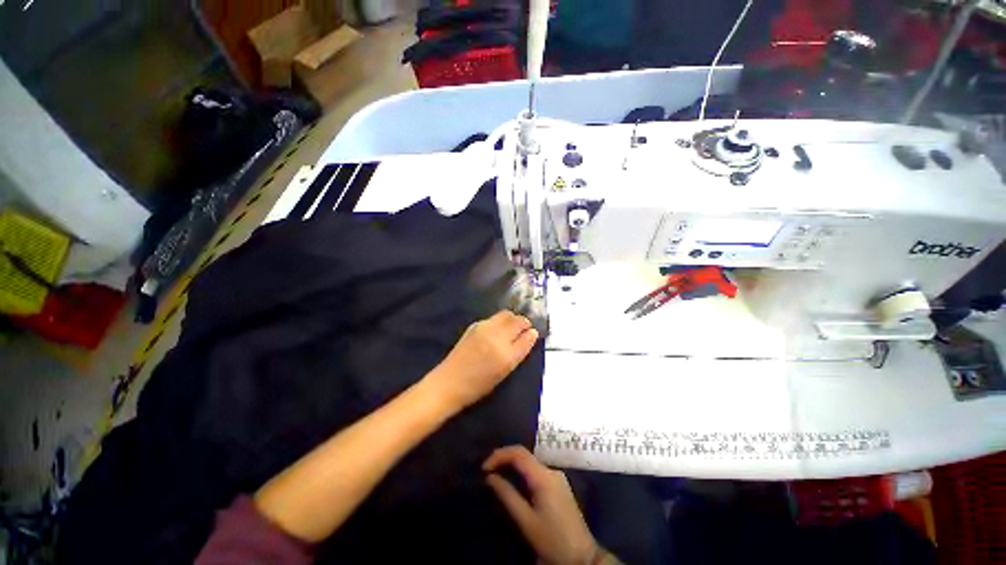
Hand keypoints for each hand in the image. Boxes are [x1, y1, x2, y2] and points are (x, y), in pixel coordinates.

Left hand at [428, 311, 537, 411]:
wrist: (450, 382)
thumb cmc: (479, 385)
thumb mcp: (504, 372)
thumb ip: (518, 352)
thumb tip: (530, 335)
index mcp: (506, 355)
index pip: (526, 336)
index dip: (531, 333)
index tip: (532, 333)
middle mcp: (497, 337)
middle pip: (517, 320)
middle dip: (523, 322)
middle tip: (523, 329)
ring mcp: (485, 328)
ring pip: (506, 314)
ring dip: (512, 319)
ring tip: (511, 327)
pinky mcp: (475, 325)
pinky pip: (494, 318)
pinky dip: (501, 320)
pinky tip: (498, 329)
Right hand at [484, 446, 598, 564]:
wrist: (582, 556)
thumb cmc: (552, 540)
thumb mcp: (526, 521)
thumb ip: (507, 495)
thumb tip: (490, 477)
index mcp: (544, 476)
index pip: (518, 453)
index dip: (499, 455)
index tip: (484, 468)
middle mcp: (551, 470)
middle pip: (524, 454)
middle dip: (504, 458)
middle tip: (487, 470)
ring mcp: (557, 476)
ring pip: (530, 461)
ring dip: (512, 464)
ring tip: (496, 474)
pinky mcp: (558, 484)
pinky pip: (536, 470)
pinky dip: (522, 471)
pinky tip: (513, 481)